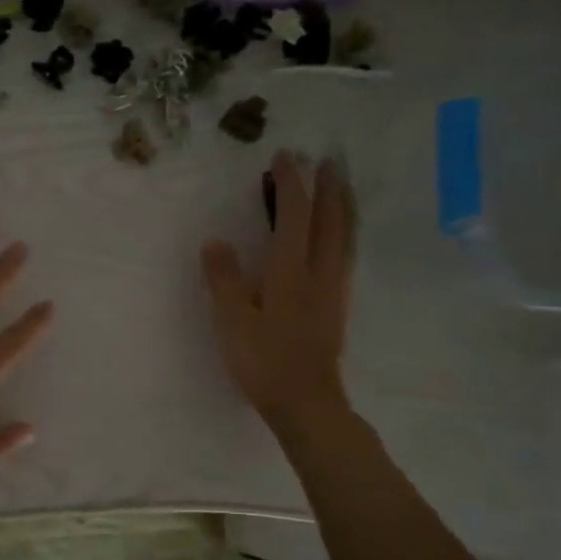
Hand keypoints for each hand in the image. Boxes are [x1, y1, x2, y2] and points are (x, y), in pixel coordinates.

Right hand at [201, 152, 354, 439]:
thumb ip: (224, 279)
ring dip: (343, 206)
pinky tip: (338, 236)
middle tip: (325, 160)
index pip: (293, 216)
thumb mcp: (232, 321)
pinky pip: (345, 253)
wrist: (306, 402)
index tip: (285, 157)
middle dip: (327, 187)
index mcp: (290, 272)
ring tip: (340, 186)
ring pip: (345, 236)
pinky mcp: (337, 304)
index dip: (290, 185)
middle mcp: (319, 272)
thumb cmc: (263, 361)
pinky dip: (344, 231)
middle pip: (331, 220)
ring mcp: (333, 288)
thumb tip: (216, 241)